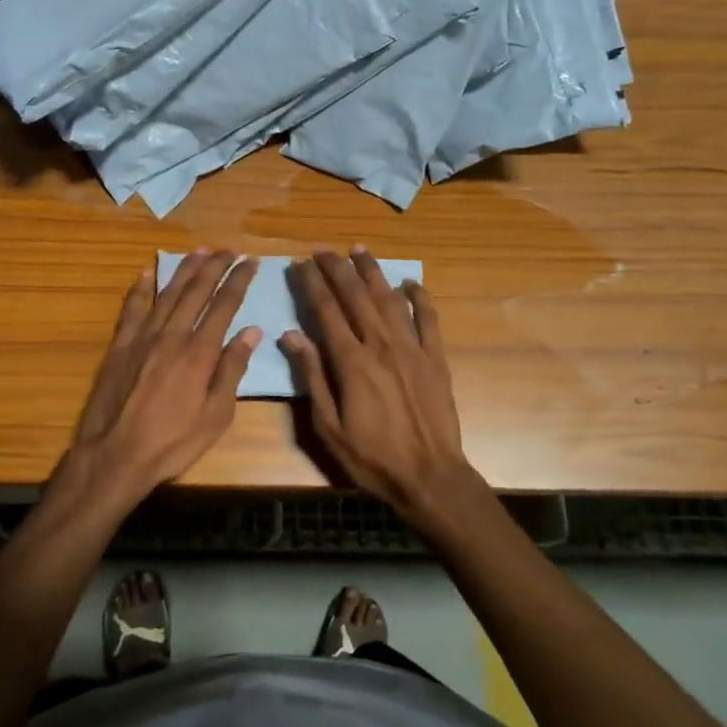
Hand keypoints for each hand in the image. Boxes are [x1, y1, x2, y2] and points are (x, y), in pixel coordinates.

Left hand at [65, 249, 260, 504]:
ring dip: (184, 269)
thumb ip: (232, 370)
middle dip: (215, 266)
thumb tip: (251, 332)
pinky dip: (140, 289)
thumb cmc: (173, 442)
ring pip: (167, 293)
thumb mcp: (216, 416)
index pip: (224, 305)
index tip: (251, 261)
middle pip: (196, 290)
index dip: (239, 280)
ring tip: (199, 251)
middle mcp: (172, 335)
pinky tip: (146, 273)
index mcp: (200, 352)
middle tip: (229, 250)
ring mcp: (142, 337)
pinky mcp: (119, 346)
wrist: (115, 455)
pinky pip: (131, 309)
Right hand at [282, 248, 481, 531]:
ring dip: (373, 272)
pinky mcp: (436, 359)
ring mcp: (413, 349)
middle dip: (338, 269)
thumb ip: (312, 376)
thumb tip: (291, 335)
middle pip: (356, 296)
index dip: (312, 284)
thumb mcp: (328, 426)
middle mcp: (382, 346)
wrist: (430, 477)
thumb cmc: (372, 458)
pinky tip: (409, 282)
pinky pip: (428, 319)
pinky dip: (419, 297)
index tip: (300, 263)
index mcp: (352, 362)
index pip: (327, 311)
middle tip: (323, 249)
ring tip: (358, 250)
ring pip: (389, 299)